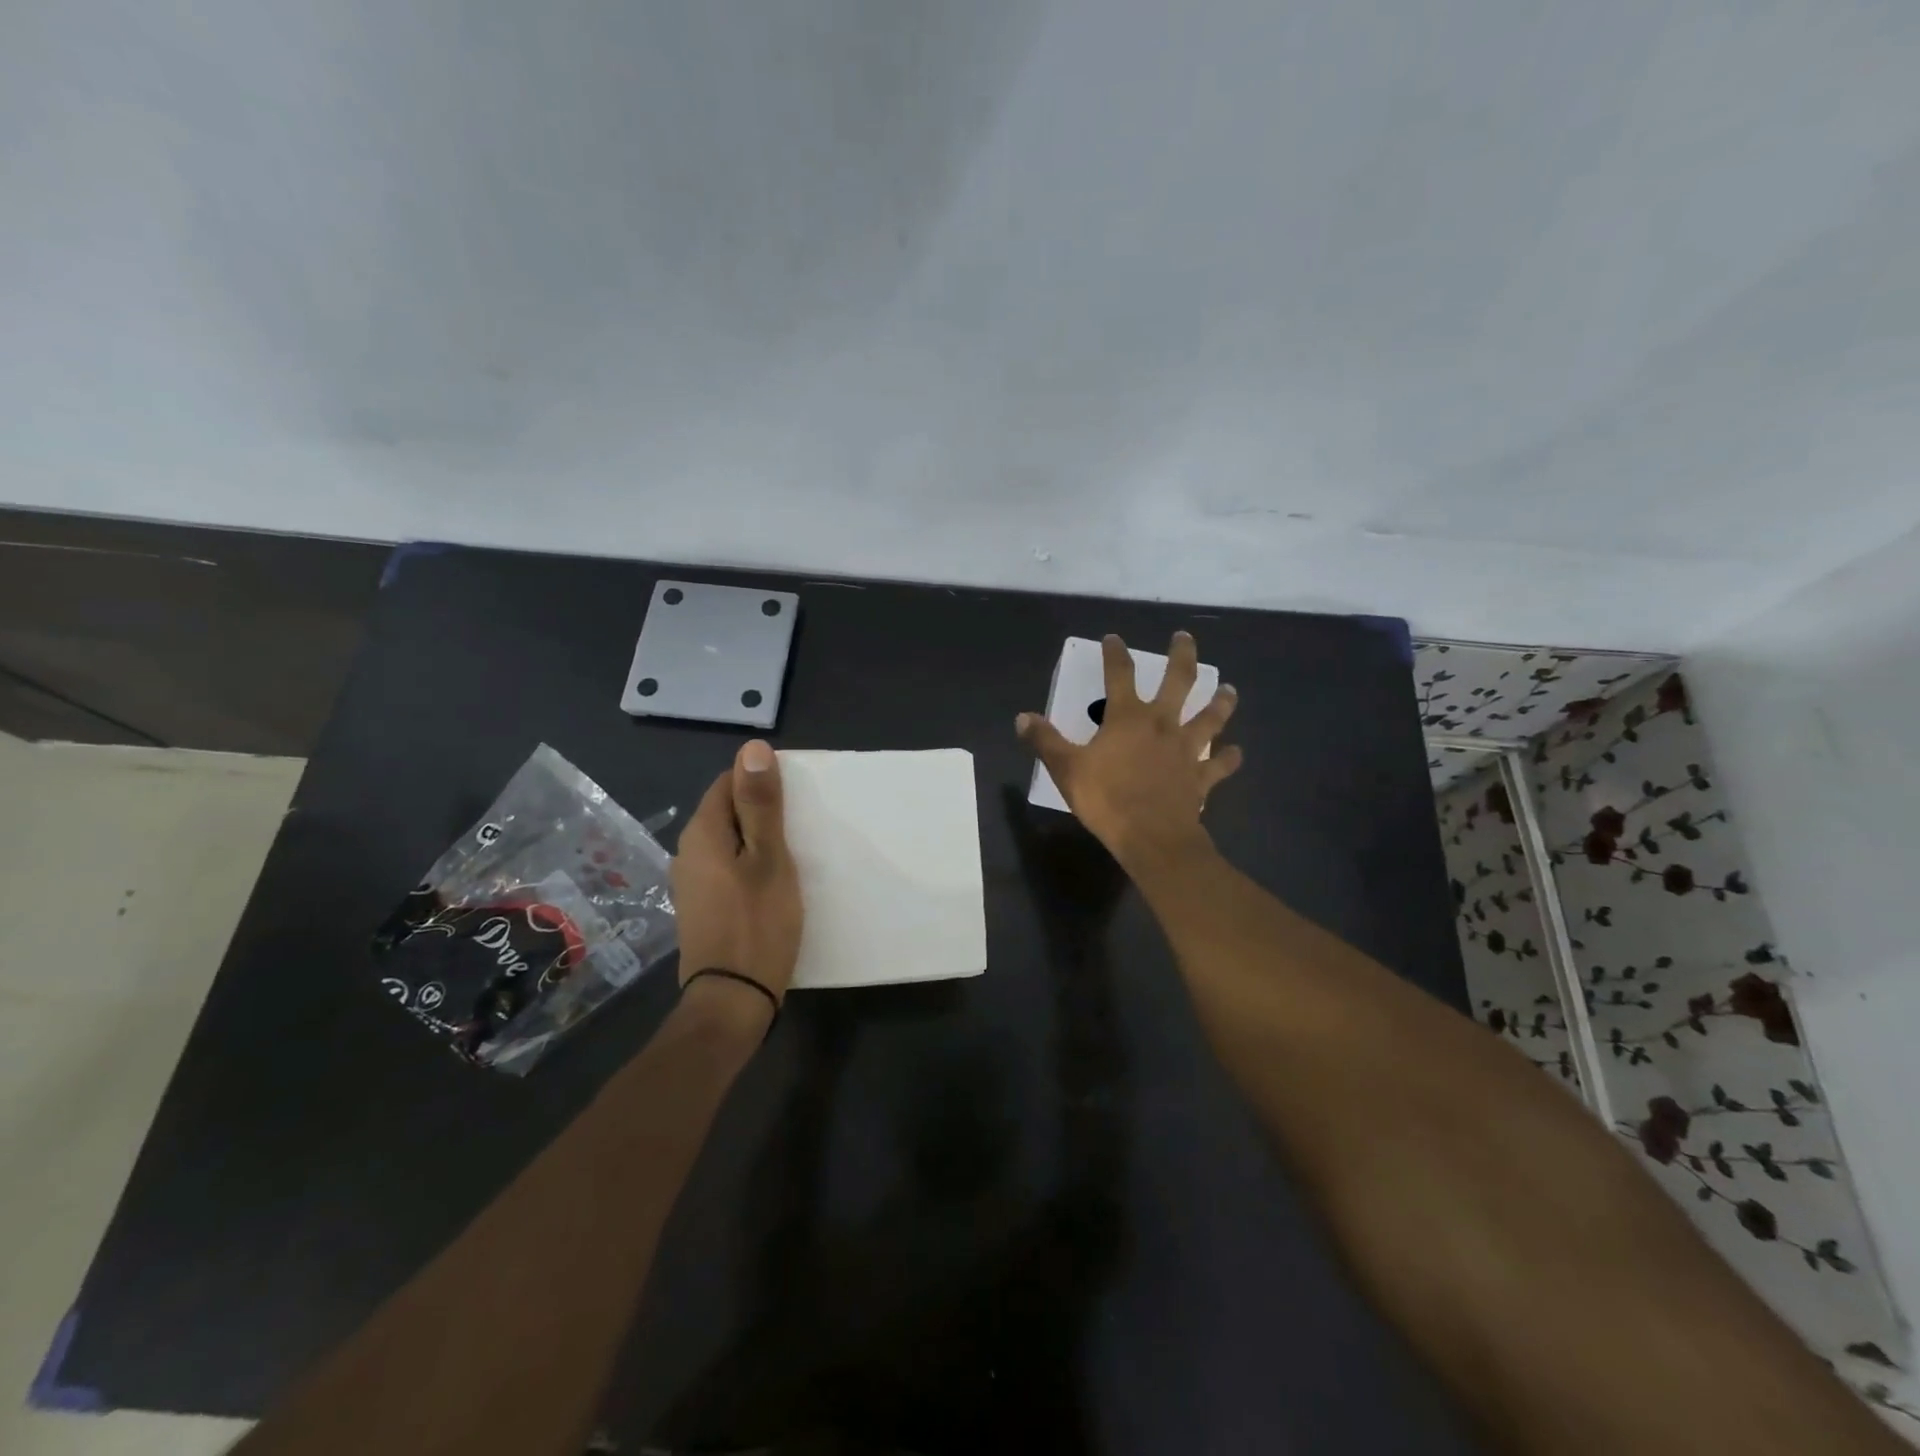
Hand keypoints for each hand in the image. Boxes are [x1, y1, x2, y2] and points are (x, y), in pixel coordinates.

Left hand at [671, 740, 803, 1007]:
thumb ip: (761, 803)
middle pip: (727, 811)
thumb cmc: (757, 922)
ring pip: (728, 842)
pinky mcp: (701, 906)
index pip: (727, 782)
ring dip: (757, 841)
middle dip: (761, 813)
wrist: (732, 999)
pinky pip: (727, 868)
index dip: (761, 784)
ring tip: (793, 856)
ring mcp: (691, 882)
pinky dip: (749, 866)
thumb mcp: (769, 858)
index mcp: (702, 833)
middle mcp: (687, 852)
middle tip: (800, 829)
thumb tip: (752, 748)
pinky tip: (772, 884)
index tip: (794, 803)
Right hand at [1017, 631, 1241, 869]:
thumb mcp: (1066, 768)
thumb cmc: (1106, 799)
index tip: (1114, 638)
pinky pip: (1219, 765)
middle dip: (1182, 656)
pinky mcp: (1201, 777)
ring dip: (1220, 702)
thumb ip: (1045, 741)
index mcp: (1128, 718)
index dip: (1115, 654)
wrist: (1151, 837)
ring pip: (1210, 718)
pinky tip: (1236, 753)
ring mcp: (1186, 750)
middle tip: (1185, 638)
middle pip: (1178, 682)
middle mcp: (1162, 724)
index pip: (1119, 675)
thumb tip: (1023, 717)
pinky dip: (1229, 759)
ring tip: (1229, 689)